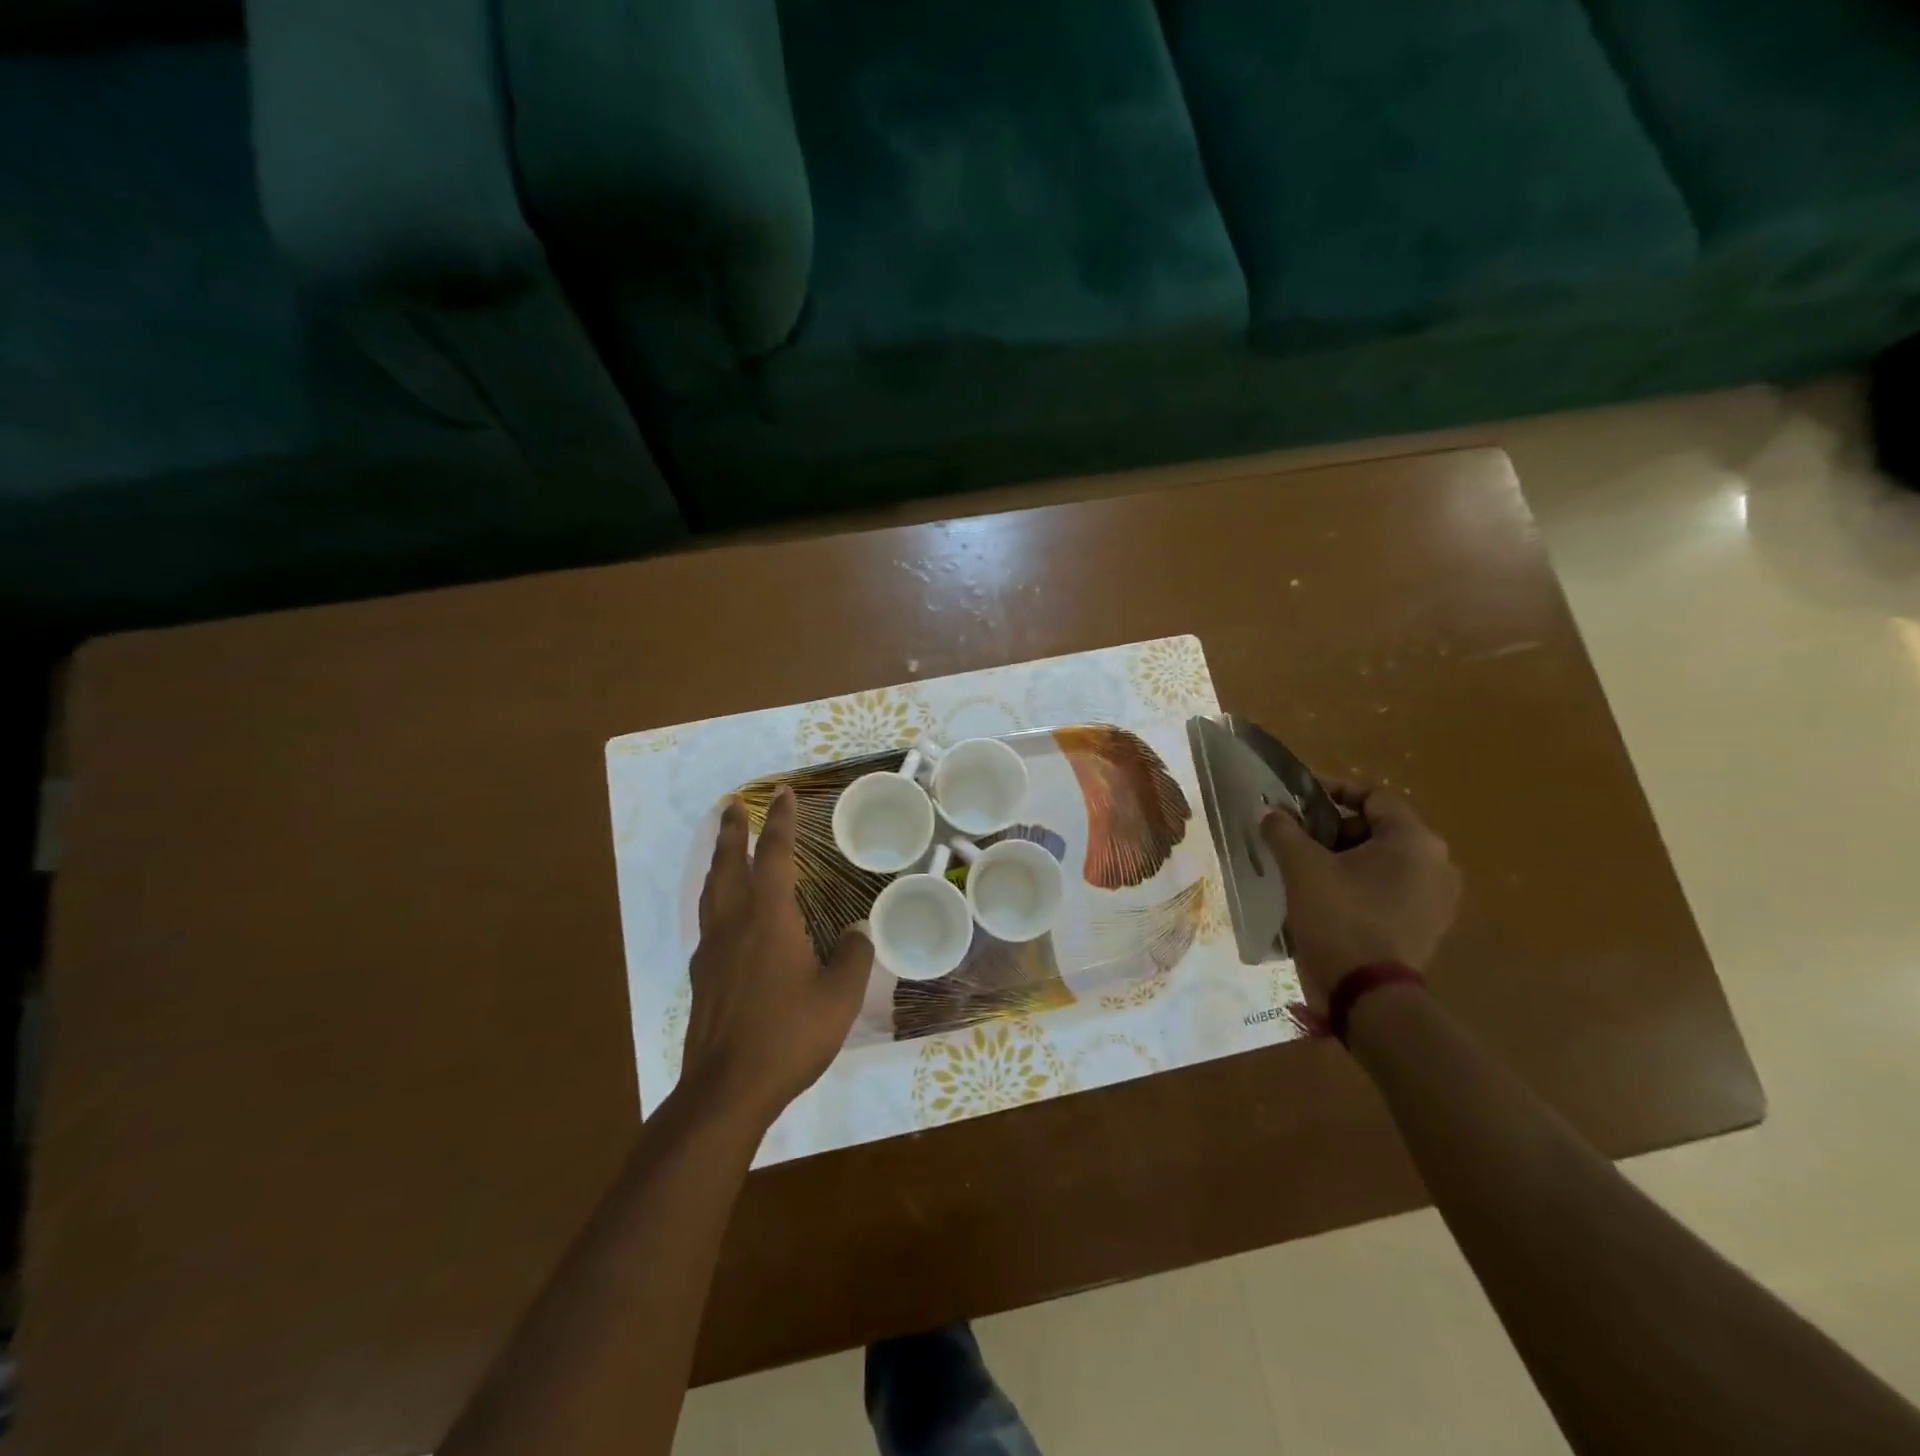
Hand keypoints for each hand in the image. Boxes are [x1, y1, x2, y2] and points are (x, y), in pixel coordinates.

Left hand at [680, 788, 872, 1130]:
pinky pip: (708, 921)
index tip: (782, 793)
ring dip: (718, 861)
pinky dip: (716, 899)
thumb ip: (853, 956)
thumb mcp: (838, 997)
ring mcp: (712, 951)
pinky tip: (725, 915)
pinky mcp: (702, 976)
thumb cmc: (789, 1036)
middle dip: (732, 831)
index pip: (774, 856)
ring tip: (723, 847)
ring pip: (711, 891)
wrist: (726, 1090)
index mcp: (768, 919)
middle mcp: (734, 924)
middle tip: (732, 806)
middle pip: (729, 864)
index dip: (780, 822)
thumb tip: (859, 928)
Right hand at [1262, 782, 1460, 1012]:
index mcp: (1415, 840)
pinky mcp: (1428, 926)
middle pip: (1378, 829)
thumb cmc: (1339, 917)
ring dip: (1345, 859)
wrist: (1368, 995)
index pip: (1373, 796)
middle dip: (1333, 829)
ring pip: (1383, 861)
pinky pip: (1390, 890)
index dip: (1332, 791)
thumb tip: (1270, 811)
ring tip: (1306, 870)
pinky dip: (1361, 885)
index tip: (1297, 801)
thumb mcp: (1301, 867)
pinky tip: (1328, 899)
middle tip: (1297, 839)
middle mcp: (1437, 863)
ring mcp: (1437, 899)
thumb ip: (1284, 830)